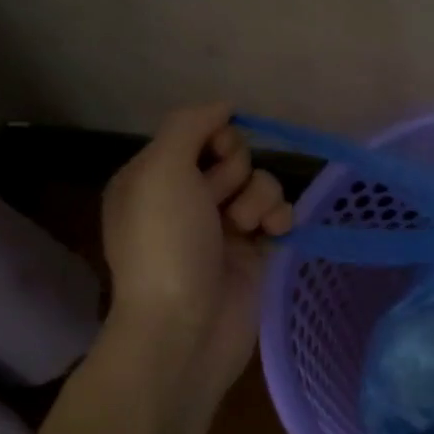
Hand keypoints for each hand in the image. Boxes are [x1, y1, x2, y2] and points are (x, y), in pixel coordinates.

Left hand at [97, 103, 292, 408]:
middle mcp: (186, 198)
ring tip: (245, 227)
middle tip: (219, 203)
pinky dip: (279, 218)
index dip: (215, 137)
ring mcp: (221, 225)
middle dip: (235, 173)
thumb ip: (190, 125)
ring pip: (260, 182)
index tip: (215, 155)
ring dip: (259, 198)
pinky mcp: (254, 249)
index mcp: (153, 178)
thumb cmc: (166, 245)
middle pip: (234, 156)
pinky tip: (273, 234)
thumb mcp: (160, 171)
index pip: (199, 132)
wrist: (186, 327)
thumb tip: (224, 106)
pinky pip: (279, 212)